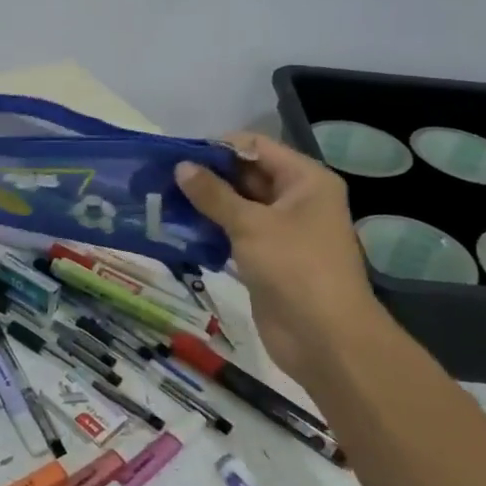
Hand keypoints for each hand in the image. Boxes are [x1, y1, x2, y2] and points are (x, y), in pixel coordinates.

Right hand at [174, 132, 380, 383]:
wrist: (324, 337)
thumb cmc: (295, 268)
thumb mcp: (251, 225)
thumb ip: (213, 194)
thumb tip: (181, 167)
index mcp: (305, 180)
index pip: (256, 148)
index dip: (218, 148)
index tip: (177, 154)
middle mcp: (296, 199)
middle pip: (246, 176)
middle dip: (207, 176)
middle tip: (161, 178)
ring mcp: (281, 231)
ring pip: (237, 207)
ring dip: (204, 204)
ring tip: (162, 200)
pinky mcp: (266, 258)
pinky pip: (234, 234)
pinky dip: (209, 230)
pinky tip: (176, 229)